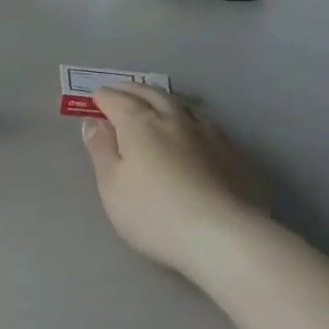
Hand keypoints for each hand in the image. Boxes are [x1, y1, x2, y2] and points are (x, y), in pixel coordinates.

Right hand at [79, 85, 264, 274]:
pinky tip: (194, 133)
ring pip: (184, 106)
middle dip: (133, 90)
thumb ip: (101, 150)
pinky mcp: (235, 154)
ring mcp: (210, 135)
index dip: (104, 97)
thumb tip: (94, 122)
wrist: (225, 238)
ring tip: (157, 104)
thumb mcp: (112, 186)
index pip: (118, 100)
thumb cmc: (155, 214)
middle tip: (122, 90)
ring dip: (165, 101)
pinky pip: (208, 126)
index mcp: (141, 124)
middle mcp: (175, 120)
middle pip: (152, 94)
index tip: (96, 98)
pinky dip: (192, 122)